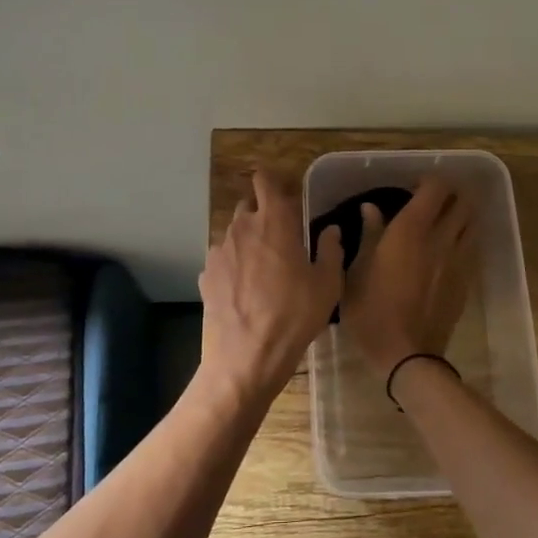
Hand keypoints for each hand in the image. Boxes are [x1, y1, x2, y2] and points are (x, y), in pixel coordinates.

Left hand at [199, 170, 345, 399]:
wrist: (246, 357)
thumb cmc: (294, 316)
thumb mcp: (327, 284)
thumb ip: (331, 250)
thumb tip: (331, 230)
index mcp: (274, 221)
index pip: (265, 180)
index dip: (273, 180)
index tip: (285, 191)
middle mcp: (241, 227)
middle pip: (248, 205)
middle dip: (263, 213)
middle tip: (282, 236)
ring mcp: (219, 251)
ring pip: (234, 233)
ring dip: (248, 241)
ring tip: (264, 268)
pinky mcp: (206, 275)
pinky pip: (222, 259)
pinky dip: (234, 264)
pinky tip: (245, 289)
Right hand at [340, 176, 475, 372]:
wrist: (406, 354)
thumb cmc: (371, 310)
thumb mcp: (356, 271)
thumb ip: (368, 235)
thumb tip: (370, 208)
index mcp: (411, 229)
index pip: (436, 188)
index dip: (428, 181)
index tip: (412, 188)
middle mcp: (441, 238)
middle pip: (463, 201)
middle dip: (452, 195)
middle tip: (433, 202)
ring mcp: (458, 260)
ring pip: (472, 223)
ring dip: (461, 216)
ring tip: (443, 224)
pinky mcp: (466, 281)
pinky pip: (471, 249)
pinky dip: (463, 241)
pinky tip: (446, 253)